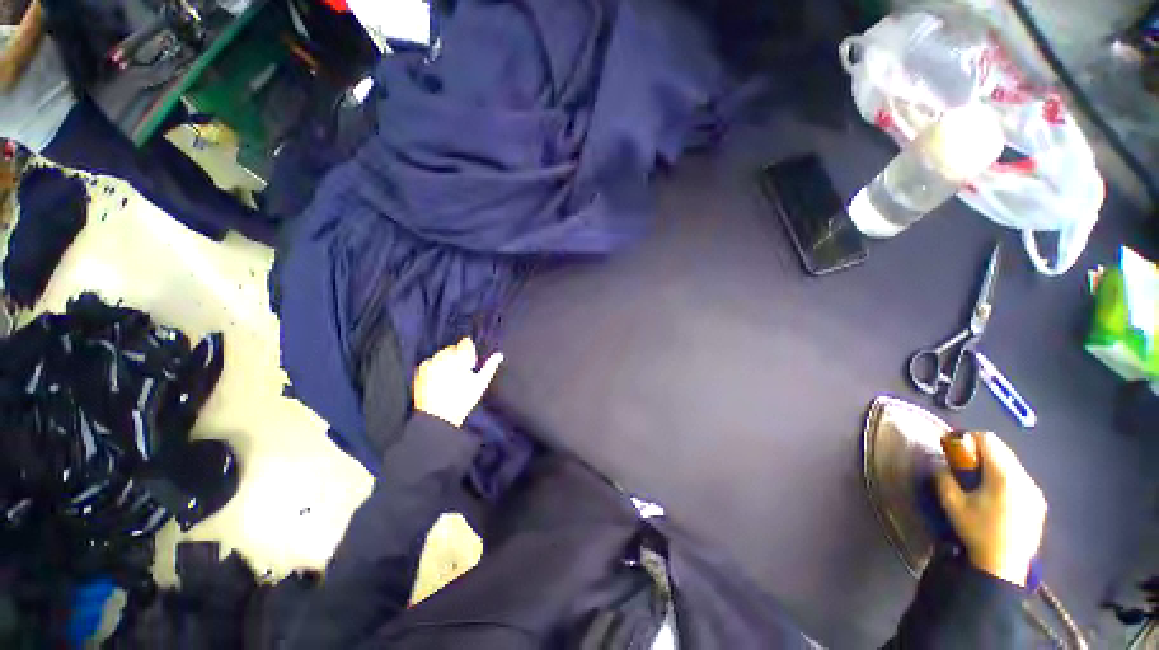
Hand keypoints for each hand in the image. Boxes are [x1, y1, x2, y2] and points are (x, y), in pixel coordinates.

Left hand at [413, 338, 502, 426]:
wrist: (439, 416)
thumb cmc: (463, 399)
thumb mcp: (481, 383)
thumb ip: (490, 366)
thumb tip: (499, 355)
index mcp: (459, 358)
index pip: (465, 343)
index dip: (469, 350)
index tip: (469, 361)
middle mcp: (444, 358)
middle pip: (452, 349)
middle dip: (457, 356)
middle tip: (461, 372)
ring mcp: (431, 363)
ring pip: (440, 355)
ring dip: (446, 361)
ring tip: (449, 376)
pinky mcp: (420, 371)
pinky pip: (429, 362)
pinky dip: (434, 367)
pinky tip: (439, 378)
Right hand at [935, 431, 1046, 586]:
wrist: (1003, 566)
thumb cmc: (976, 532)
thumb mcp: (952, 504)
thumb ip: (944, 478)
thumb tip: (942, 465)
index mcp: (1004, 475)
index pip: (988, 440)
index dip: (968, 439)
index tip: (954, 450)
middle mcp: (1024, 478)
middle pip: (1002, 450)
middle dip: (980, 453)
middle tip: (964, 468)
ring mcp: (1034, 491)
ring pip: (1012, 465)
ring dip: (994, 467)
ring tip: (979, 485)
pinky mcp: (1039, 503)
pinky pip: (1020, 480)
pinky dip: (1005, 480)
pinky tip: (996, 499)